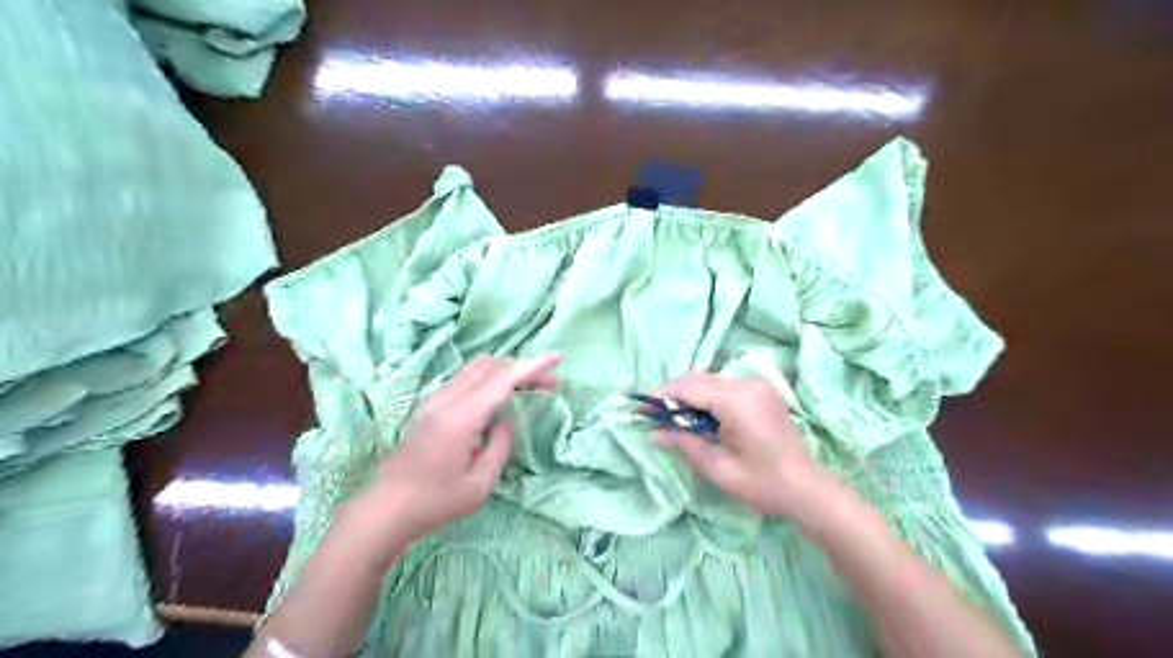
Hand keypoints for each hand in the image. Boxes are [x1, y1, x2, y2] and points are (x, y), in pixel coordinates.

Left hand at [343, 356, 559, 564]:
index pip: (503, 379)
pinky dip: (490, 377)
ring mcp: (435, 400)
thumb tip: (506, 421)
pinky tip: (500, 395)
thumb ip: (500, 445)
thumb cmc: (435, 502)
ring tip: (530, 387)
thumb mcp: (480, 484)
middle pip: (491, 365)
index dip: (533, 366)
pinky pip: (466, 378)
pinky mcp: (429, 406)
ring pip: (477, 368)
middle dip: (524, 367)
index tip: (558, 357)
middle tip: (550, 383)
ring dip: (506, 370)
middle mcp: (447, 399)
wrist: (385, 509)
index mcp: (462, 417)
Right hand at [655, 372, 827, 517]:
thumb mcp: (718, 468)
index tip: (641, 407)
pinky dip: (706, 395)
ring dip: (689, 393)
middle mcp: (747, 384)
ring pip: (710, 378)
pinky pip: (724, 384)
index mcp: (736, 401)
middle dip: (673, 393)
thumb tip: (653, 433)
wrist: (808, 488)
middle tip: (654, 414)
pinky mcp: (762, 391)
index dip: (662, 396)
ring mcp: (757, 385)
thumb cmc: (763, 483)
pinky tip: (700, 415)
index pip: (689, 387)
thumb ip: (684, 444)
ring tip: (673, 416)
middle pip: (698, 377)